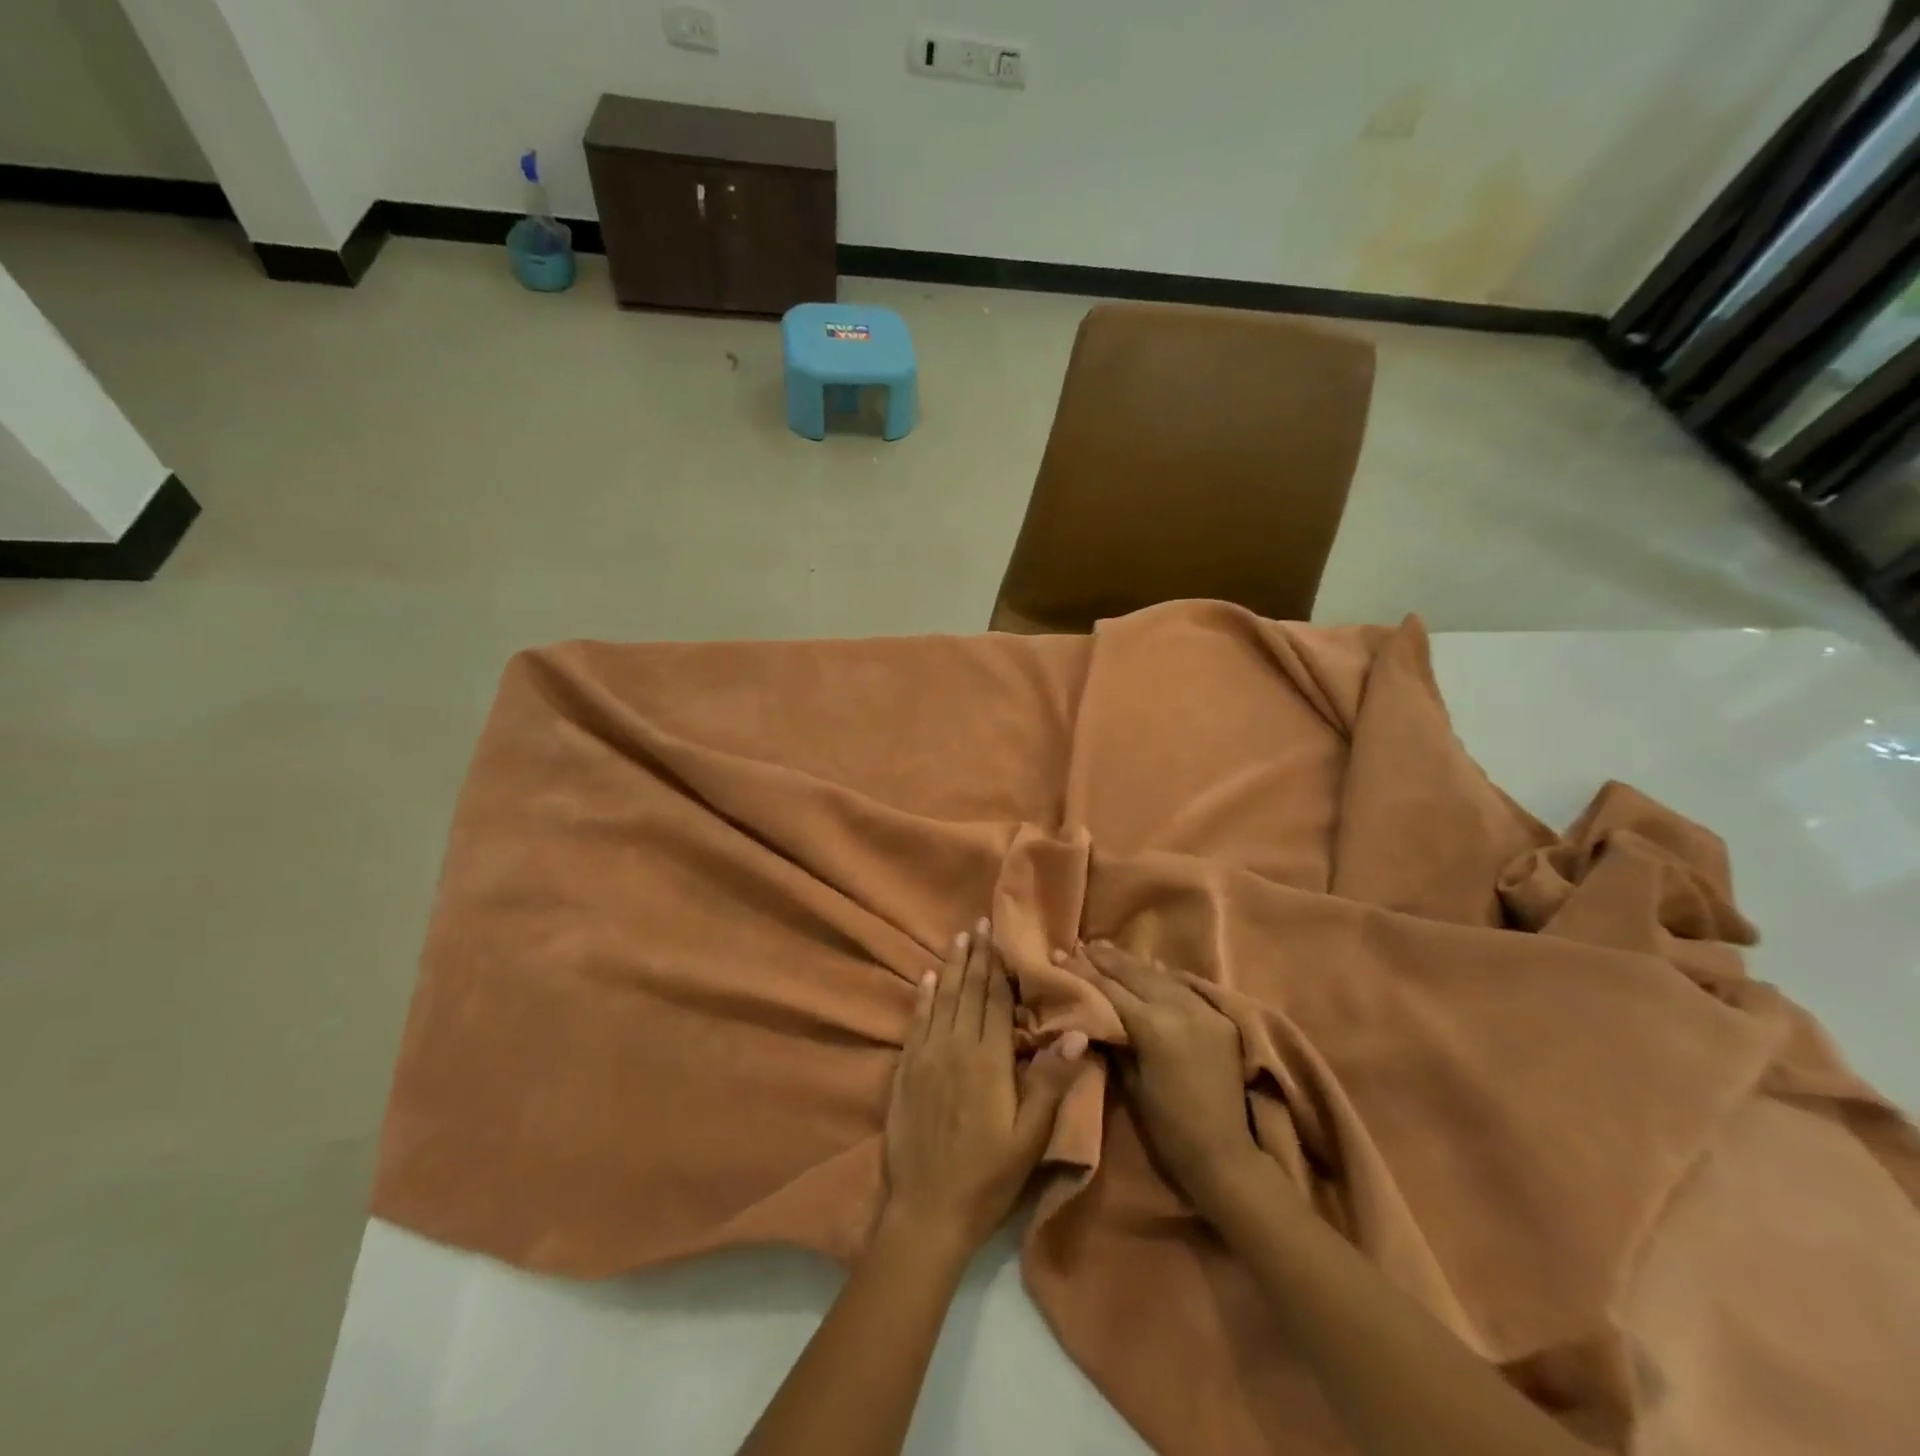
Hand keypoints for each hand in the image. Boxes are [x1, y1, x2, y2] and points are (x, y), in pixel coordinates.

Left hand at [884, 920, 1087, 1252]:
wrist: (926, 1211)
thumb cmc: (987, 1176)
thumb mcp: (1030, 1137)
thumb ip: (1050, 1081)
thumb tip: (1077, 1034)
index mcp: (989, 1060)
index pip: (996, 1001)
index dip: (999, 966)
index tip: (999, 934)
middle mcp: (956, 1048)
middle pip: (968, 992)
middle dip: (976, 956)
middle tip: (978, 923)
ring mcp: (927, 1057)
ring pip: (942, 1001)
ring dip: (951, 968)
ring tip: (957, 939)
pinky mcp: (907, 1071)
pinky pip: (916, 1023)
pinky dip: (923, 998)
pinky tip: (927, 980)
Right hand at [1086, 942, 1263, 1216]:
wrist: (1225, 1155)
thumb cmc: (1167, 1129)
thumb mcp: (1129, 1084)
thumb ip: (1113, 1039)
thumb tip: (1090, 1011)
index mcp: (1152, 1026)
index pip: (1108, 989)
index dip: (1081, 972)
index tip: (1059, 955)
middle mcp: (1179, 1007)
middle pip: (1133, 973)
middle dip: (1103, 959)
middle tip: (1078, 945)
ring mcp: (1203, 1008)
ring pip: (1159, 974)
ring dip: (1130, 962)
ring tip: (1105, 948)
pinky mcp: (1220, 1016)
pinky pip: (1184, 986)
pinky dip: (1161, 975)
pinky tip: (1147, 966)